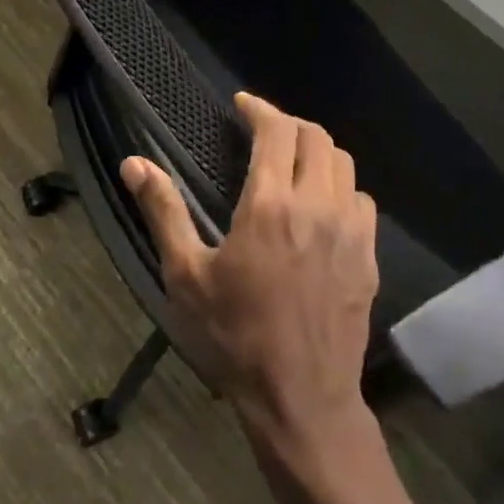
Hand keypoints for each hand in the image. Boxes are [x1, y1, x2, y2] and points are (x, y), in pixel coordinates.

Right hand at [121, 94, 379, 447]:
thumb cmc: (235, 336)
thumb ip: (164, 211)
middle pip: (316, 137)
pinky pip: (362, 200)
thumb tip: (134, 163)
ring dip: (317, 151)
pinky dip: (341, 185)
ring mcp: (351, 231)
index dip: (259, 108)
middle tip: (263, 130)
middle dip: (289, 124)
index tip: (242, 105)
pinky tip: (322, 205)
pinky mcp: (369, 257)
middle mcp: (317, 206)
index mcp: (270, 205)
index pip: (277, 130)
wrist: (301, 398)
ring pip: (344, 164)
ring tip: (292, 162)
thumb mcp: (186, 275)